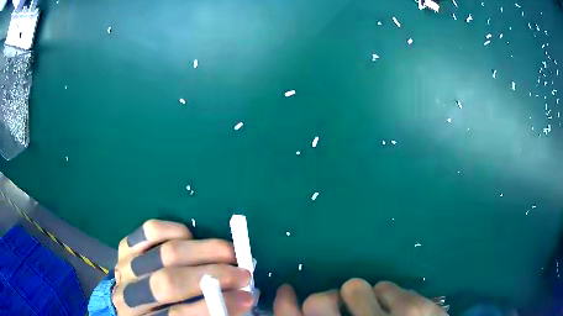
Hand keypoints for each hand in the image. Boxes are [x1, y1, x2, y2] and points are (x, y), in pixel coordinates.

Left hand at [111, 219, 253, 314]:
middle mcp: (129, 294)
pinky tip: (192, 236)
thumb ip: (207, 313)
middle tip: (243, 273)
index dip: (214, 305)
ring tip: (230, 253)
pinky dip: (175, 230)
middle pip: (169, 281)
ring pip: (164, 253)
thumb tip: (241, 297)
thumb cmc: (164, 315)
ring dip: (203, 251)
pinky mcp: (125, 246)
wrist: (130, 304)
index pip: (179, 314)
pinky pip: (149, 231)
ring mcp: (125, 267)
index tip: (247, 297)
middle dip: (213, 275)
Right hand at [274, 279, 446, 315]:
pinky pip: (387, 285)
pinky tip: (398, 310)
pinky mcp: (416, 308)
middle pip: (319, 301)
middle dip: (326, 302)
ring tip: (376, 310)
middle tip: (343, 309)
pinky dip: (387, 295)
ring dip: (360, 297)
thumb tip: (300, 307)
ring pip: (354, 286)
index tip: (287, 291)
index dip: (285, 306)